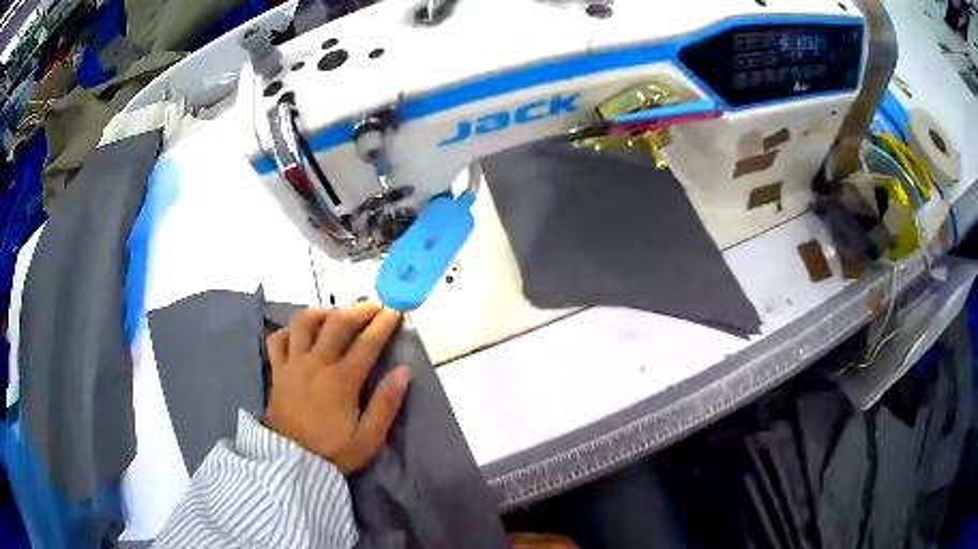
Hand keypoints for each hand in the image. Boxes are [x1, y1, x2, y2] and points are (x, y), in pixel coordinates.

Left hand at [264, 303, 412, 473]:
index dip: (384, 324)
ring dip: (321, 312)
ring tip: (334, 314)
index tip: (395, 309)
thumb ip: (386, 404)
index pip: (367, 343)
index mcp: (341, 380)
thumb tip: (403, 371)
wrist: (291, 464)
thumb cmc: (333, 452)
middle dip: (358, 310)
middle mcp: (316, 363)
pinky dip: (288, 330)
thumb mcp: (368, 437)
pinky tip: (298, 334)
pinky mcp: (277, 371)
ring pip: (303, 323)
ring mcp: (293, 364)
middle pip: (336, 323)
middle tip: (373, 305)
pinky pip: (277, 340)